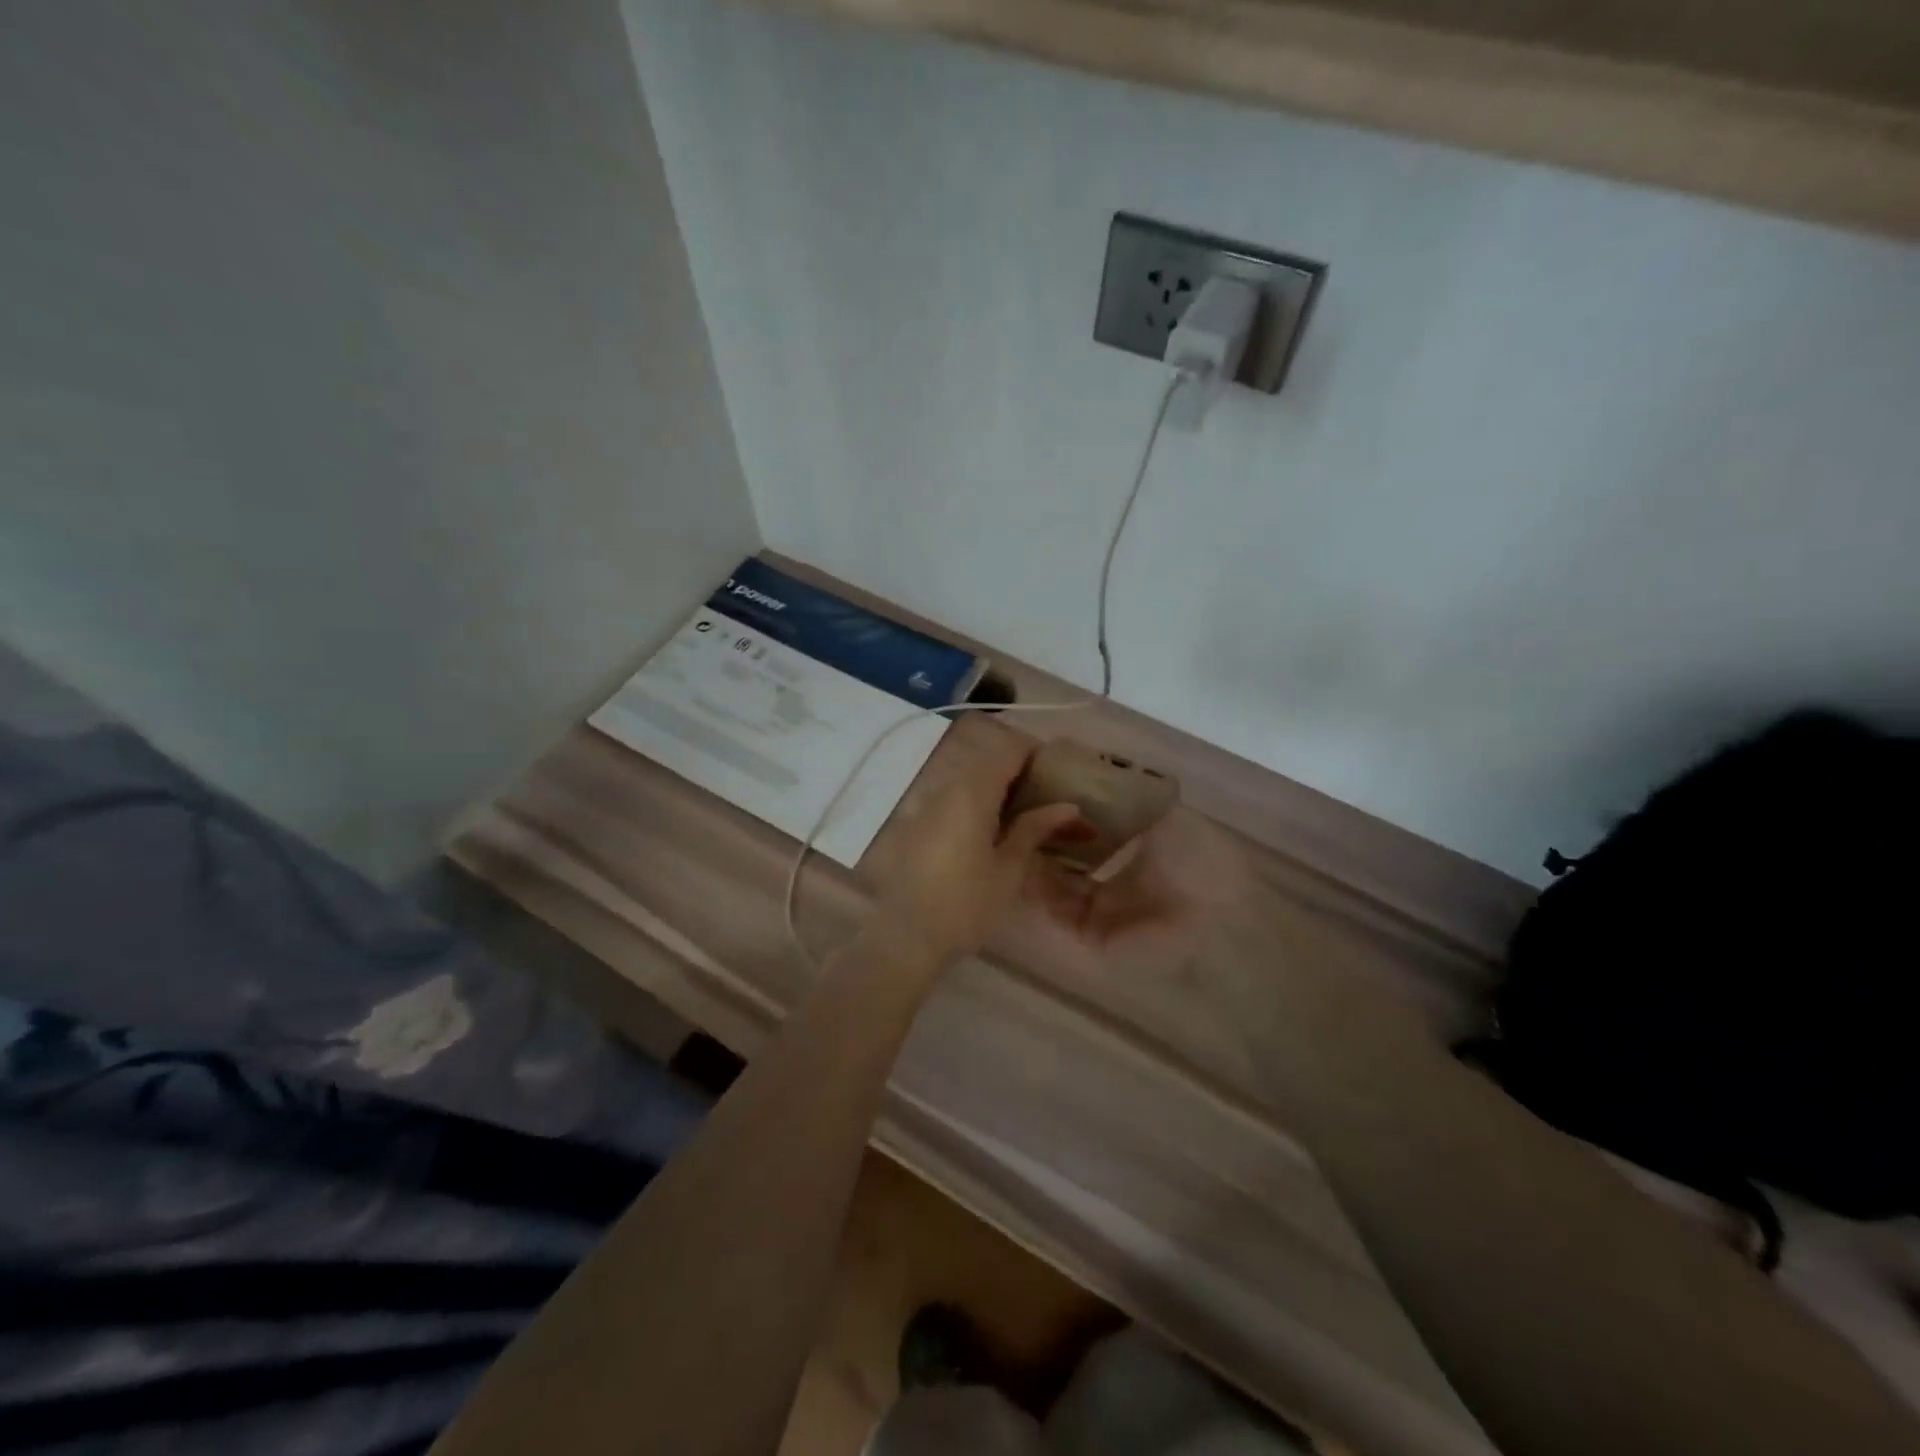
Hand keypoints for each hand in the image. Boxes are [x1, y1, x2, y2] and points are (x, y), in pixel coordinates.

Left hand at [870, 719, 1081, 964]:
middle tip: (1046, 803)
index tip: (1057, 777)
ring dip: (997, 792)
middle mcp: (946, 789)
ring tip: (1023, 822)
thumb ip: (1034, 829)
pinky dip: (976, 807)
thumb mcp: (1009, 869)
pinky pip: (952, 801)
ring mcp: (926, 806)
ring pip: (969, 782)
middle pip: (988, 763)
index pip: (1008, 750)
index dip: (1035, 755)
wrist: (906, 937)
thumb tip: (1066, 806)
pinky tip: (990, 836)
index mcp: (972, 793)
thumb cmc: (966, 905)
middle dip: (1019, 775)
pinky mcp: (916, 825)